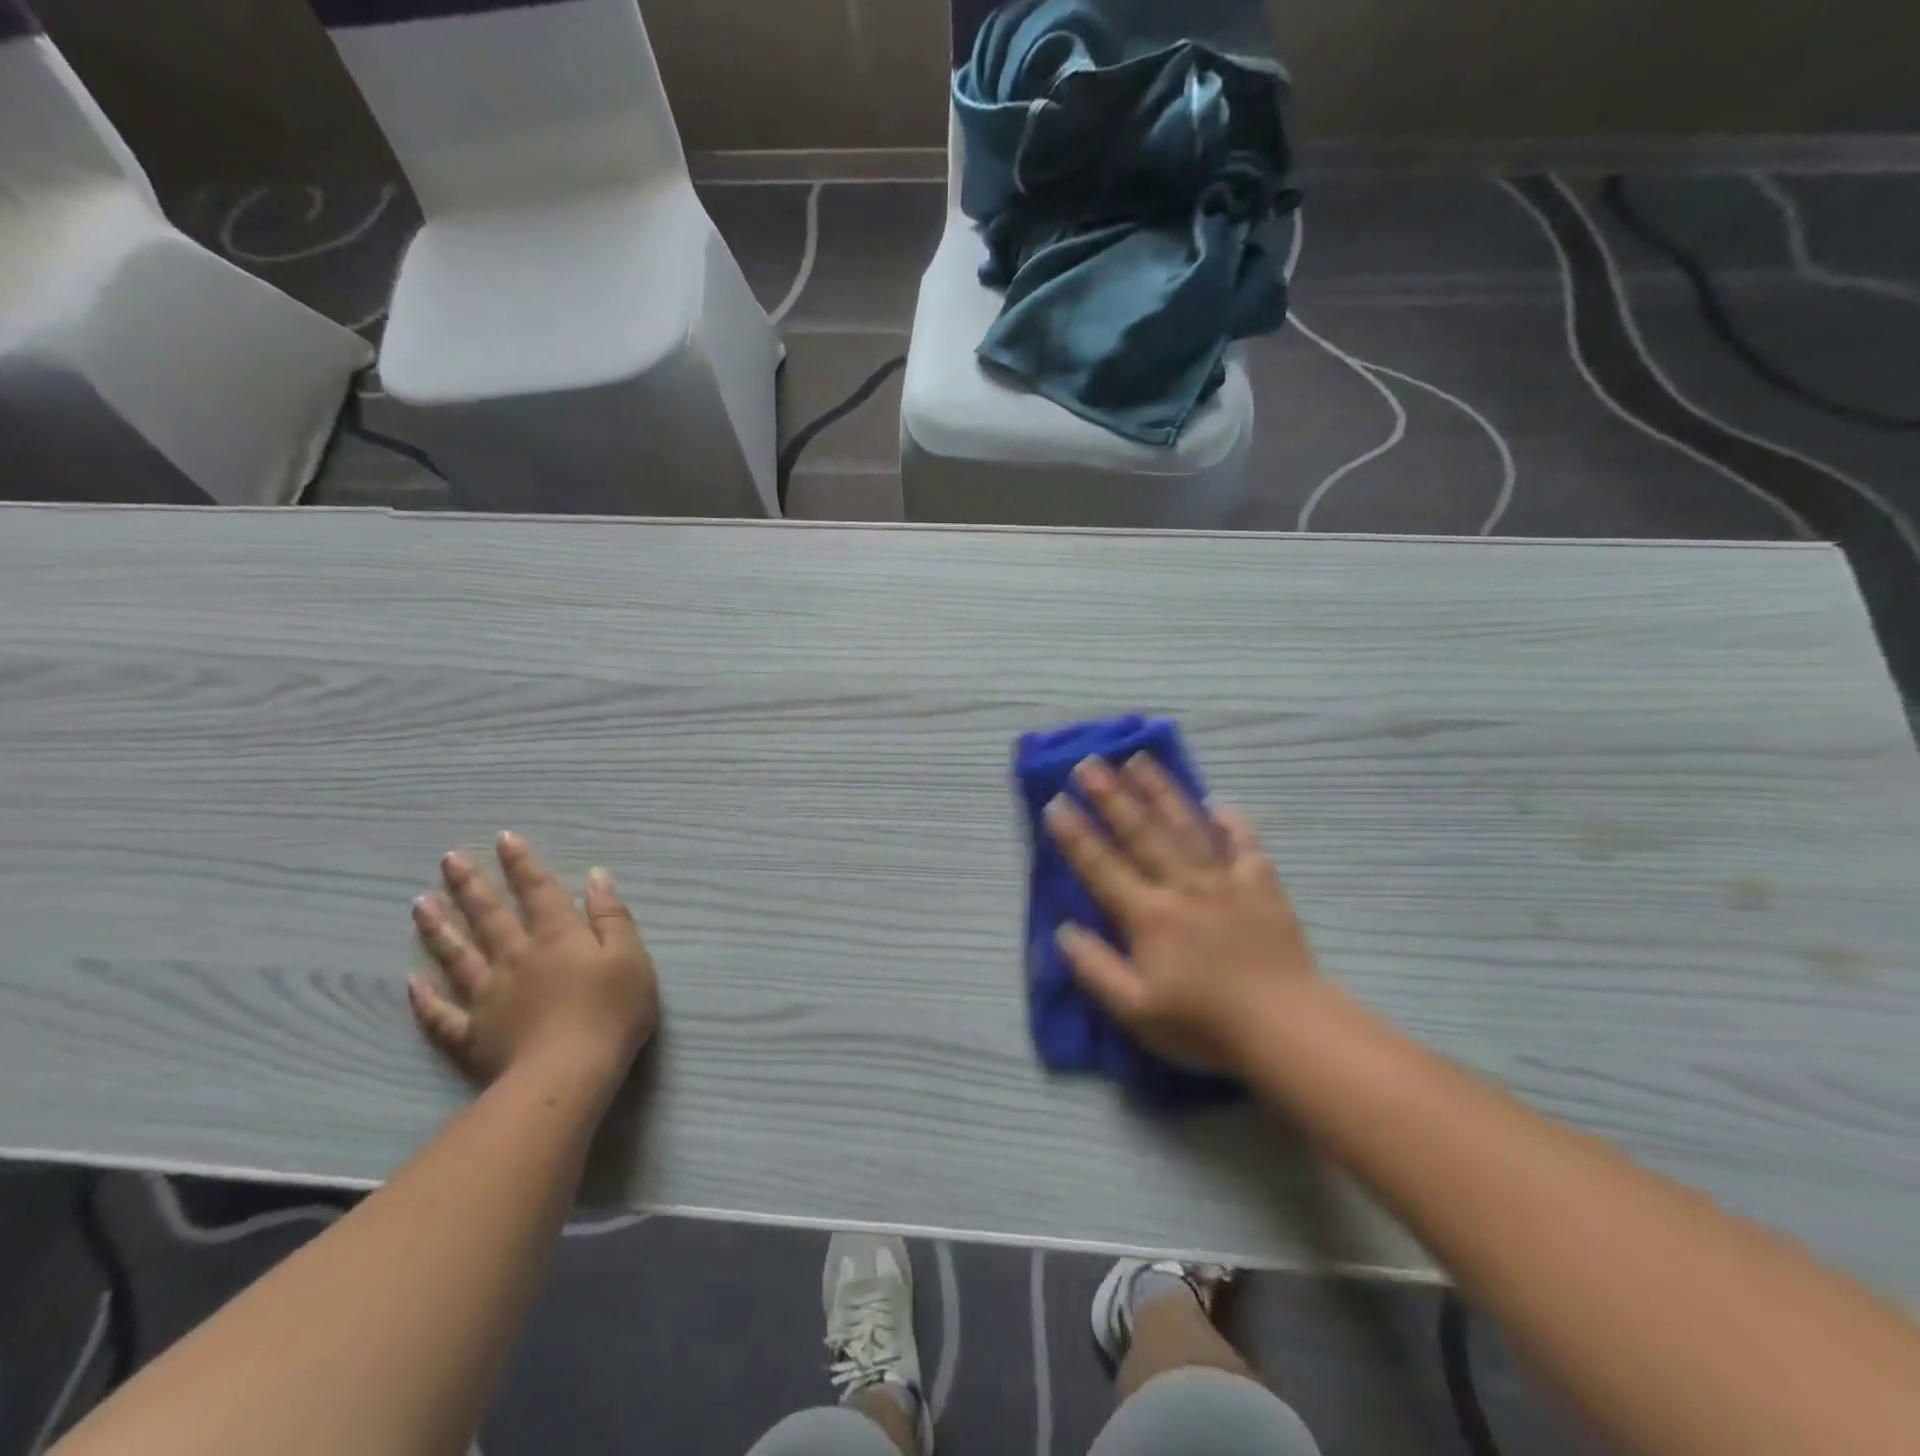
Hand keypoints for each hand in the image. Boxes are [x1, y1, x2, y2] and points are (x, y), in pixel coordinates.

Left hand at [408, 832, 658, 1093]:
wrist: (569, 1073)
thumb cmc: (611, 1011)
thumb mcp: (630, 956)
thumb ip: (612, 916)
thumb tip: (596, 877)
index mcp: (558, 937)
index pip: (538, 891)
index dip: (522, 864)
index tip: (504, 838)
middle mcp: (517, 957)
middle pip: (490, 915)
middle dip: (471, 885)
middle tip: (448, 859)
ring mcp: (488, 996)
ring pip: (457, 955)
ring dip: (439, 928)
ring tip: (419, 904)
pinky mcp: (473, 1034)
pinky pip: (441, 1014)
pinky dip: (425, 999)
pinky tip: (411, 982)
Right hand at [1044, 755, 1317, 1071]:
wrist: (1285, 1028)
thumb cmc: (1204, 1023)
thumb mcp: (1135, 1010)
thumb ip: (1095, 968)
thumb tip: (1064, 931)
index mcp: (1148, 915)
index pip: (1102, 866)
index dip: (1076, 836)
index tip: (1056, 803)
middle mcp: (1182, 886)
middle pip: (1141, 833)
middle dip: (1111, 796)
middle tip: (1089, 764)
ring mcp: (1224, 880)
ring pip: (1186, 826)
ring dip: (1160, 791)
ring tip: (1140, 761)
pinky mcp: (1261, 885)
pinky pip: (1244, 843)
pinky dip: (1231, 822)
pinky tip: (1219, 804)